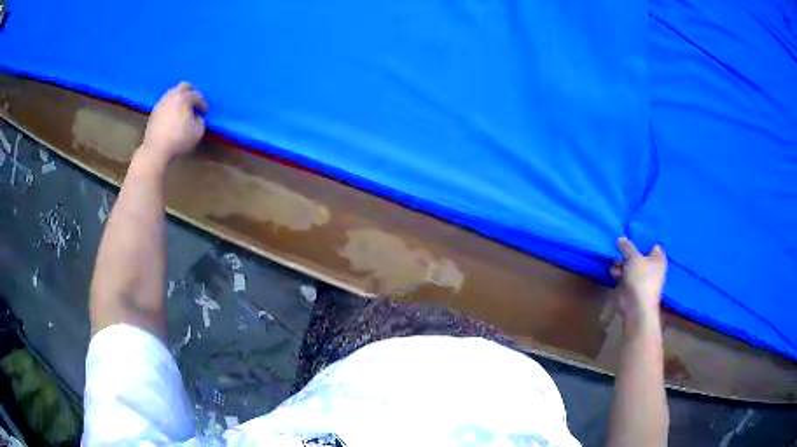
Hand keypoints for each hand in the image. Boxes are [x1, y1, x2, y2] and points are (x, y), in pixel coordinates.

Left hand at [141, 82, 207, 162]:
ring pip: (173, 93)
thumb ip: (200, 120)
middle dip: (192, 92)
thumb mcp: (198, 132)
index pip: (198, 96)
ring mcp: (162, 102)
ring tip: (183, 110)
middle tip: (194, 104)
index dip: (203, 104)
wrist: (156, 149)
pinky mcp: (155, 111)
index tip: (205, 112)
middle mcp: (172, 95)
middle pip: (184, 86)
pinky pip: (166, 102)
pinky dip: (171, 106)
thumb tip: (197, 116)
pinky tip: (173, 116)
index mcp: (184, 97)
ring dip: (180, 98)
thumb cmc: (178, 140)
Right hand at [611, 237, 666, 330]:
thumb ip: (627, 247)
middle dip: (628, 252)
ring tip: (614, 261)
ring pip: (631, 265)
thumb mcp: (634, 257)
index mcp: (658, 258)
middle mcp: (652, 267)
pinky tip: (613, 272)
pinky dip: (619, 273)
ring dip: (622, 263)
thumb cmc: (642, 278)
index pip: (651, 245)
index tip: (630, 235)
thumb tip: (620, 238)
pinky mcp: (632, 286)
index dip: (641, 240)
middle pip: (639, 255)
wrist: (637, 306)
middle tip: (618, 246)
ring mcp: (642, 278)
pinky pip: (625, 275)